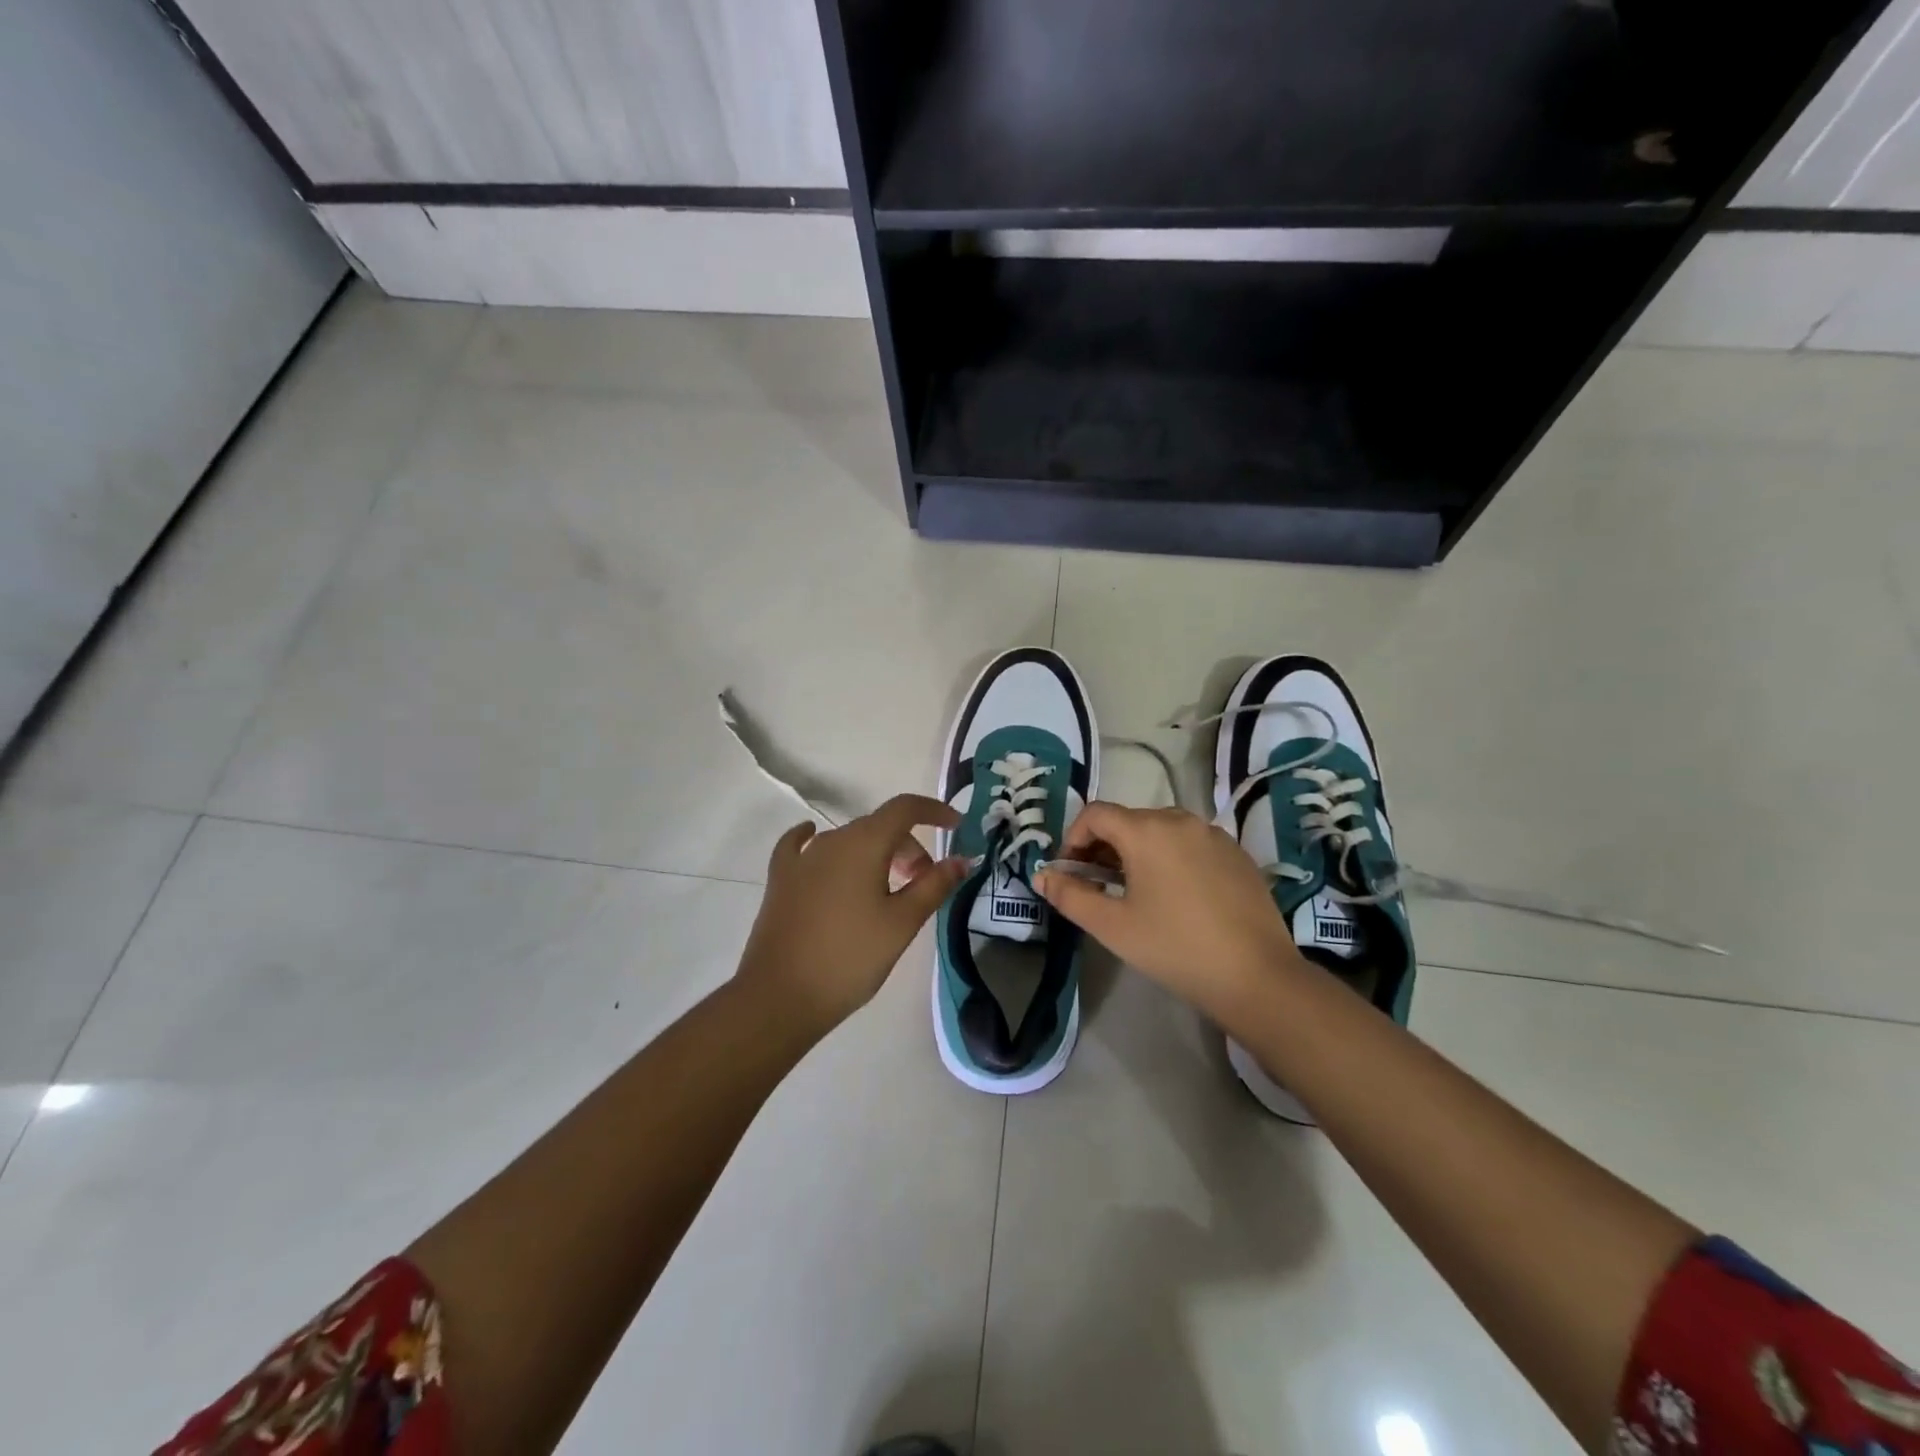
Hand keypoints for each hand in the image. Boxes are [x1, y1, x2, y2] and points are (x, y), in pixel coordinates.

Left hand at [737, 794, 966, 1035]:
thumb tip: (962, 859)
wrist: (781, 996)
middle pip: (880, 827)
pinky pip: (802, 847)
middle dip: (909, 848)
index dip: (934, 811)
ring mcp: (801, 858)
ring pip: (849, 841)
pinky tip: (813, 839)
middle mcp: (832, 839)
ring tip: (888, 890)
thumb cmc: (851, 957)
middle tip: (924, 884)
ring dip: (876, 855)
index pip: (905, 808)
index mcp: (864, 843)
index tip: (956, 826)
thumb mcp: (902, 923)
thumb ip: (935, 885)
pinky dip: (819, 843)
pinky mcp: (780, 878)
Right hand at [1033, 802, 1301, 1022]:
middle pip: (1128, 820)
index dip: (1073, 838)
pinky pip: (1190, 844)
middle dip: (1103, 847)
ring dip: (1136, 852)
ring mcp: (1214, 835)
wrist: (1257, 977)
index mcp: (1147, 830)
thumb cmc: (1174, 948)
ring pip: (1160, 830)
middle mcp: (1180, 820)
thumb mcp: (1112, 926)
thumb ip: (1070, 896)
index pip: (1095, 814)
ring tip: (1134, 892)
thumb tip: (1042, 875)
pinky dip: (1170, 858)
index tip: (1069, 873)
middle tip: (1096, 886)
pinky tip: (1175, 897)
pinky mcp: (1236, 854)